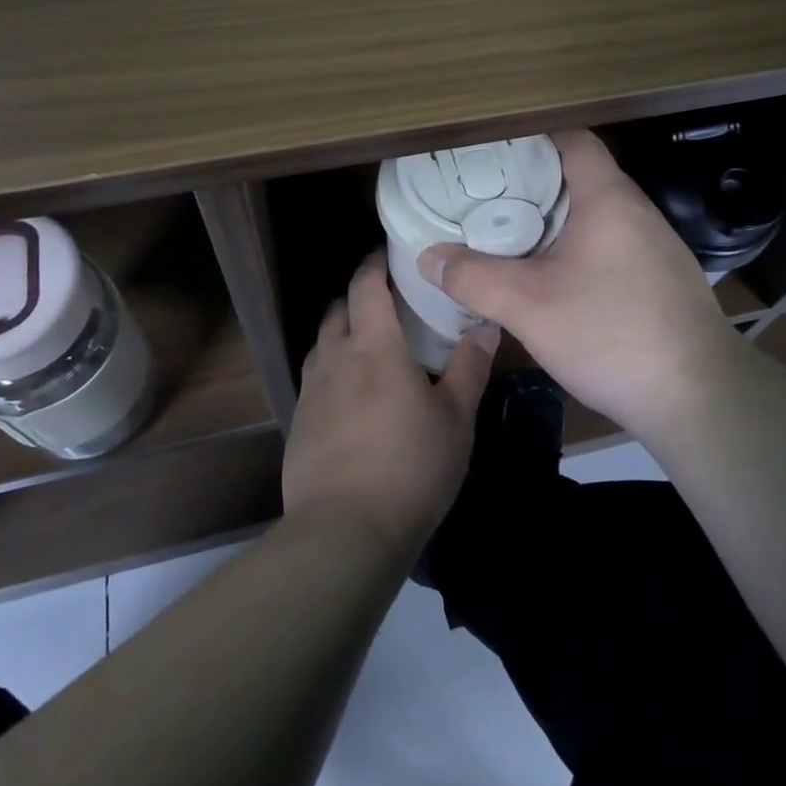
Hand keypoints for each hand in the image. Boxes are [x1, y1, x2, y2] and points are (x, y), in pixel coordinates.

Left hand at [282, 251, 496, 563]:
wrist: (344, 531)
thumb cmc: (410, 467)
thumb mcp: (455, 419)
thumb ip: (469, 368)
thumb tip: (486, 326)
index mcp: (374, 347)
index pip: (366, 286)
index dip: (374, 264)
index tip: (388, 254)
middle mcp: (335, 358)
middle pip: (338, 309)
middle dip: (357, 295)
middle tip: (386, 300)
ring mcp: (311, 391)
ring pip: (321, 343)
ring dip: (341, 331)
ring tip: (367, 344)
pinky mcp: (299, 423)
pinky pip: (314, 378)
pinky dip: (331, 369)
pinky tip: (350, 395)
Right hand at [417, 129, 740, 437]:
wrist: (699, 398)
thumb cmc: (612, 334)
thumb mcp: (529, 306)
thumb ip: (474, 278)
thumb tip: (428, 256)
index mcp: (608, 198)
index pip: (572, 139)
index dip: (531, 137)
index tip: (490, 151)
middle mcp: (636, 210)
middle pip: (579, 176)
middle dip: (531, 183)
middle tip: (483, 197)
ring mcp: (655, 246)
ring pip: (595, 214)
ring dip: (553, 220)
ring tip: (508, 234)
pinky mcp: (661, 279)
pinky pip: (610, 244)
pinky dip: (577, 247)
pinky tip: (553, 278)